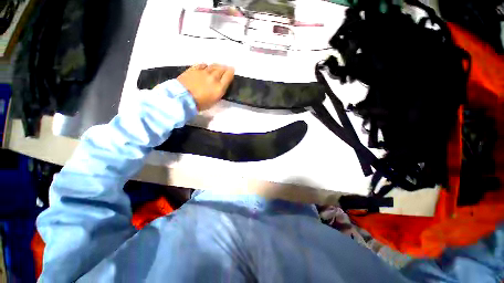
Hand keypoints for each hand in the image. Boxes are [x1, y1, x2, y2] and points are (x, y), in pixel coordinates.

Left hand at [177, 63, 234, 110]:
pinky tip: (206, 66)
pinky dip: (206, 66)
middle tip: (226, 68)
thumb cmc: (200, 104)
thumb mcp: (214, 101)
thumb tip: (220, 86)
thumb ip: (219, 91)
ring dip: (217, 66)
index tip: (232, 70)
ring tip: (218, 67)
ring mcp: (203, 72)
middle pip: (222, 69)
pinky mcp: (194, 69)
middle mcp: (213, 77)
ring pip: (213, 66)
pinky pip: (202, 64)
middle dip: (225, 68)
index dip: (231, 72)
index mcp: (219, 87)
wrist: (183, 98)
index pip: (228, 76)